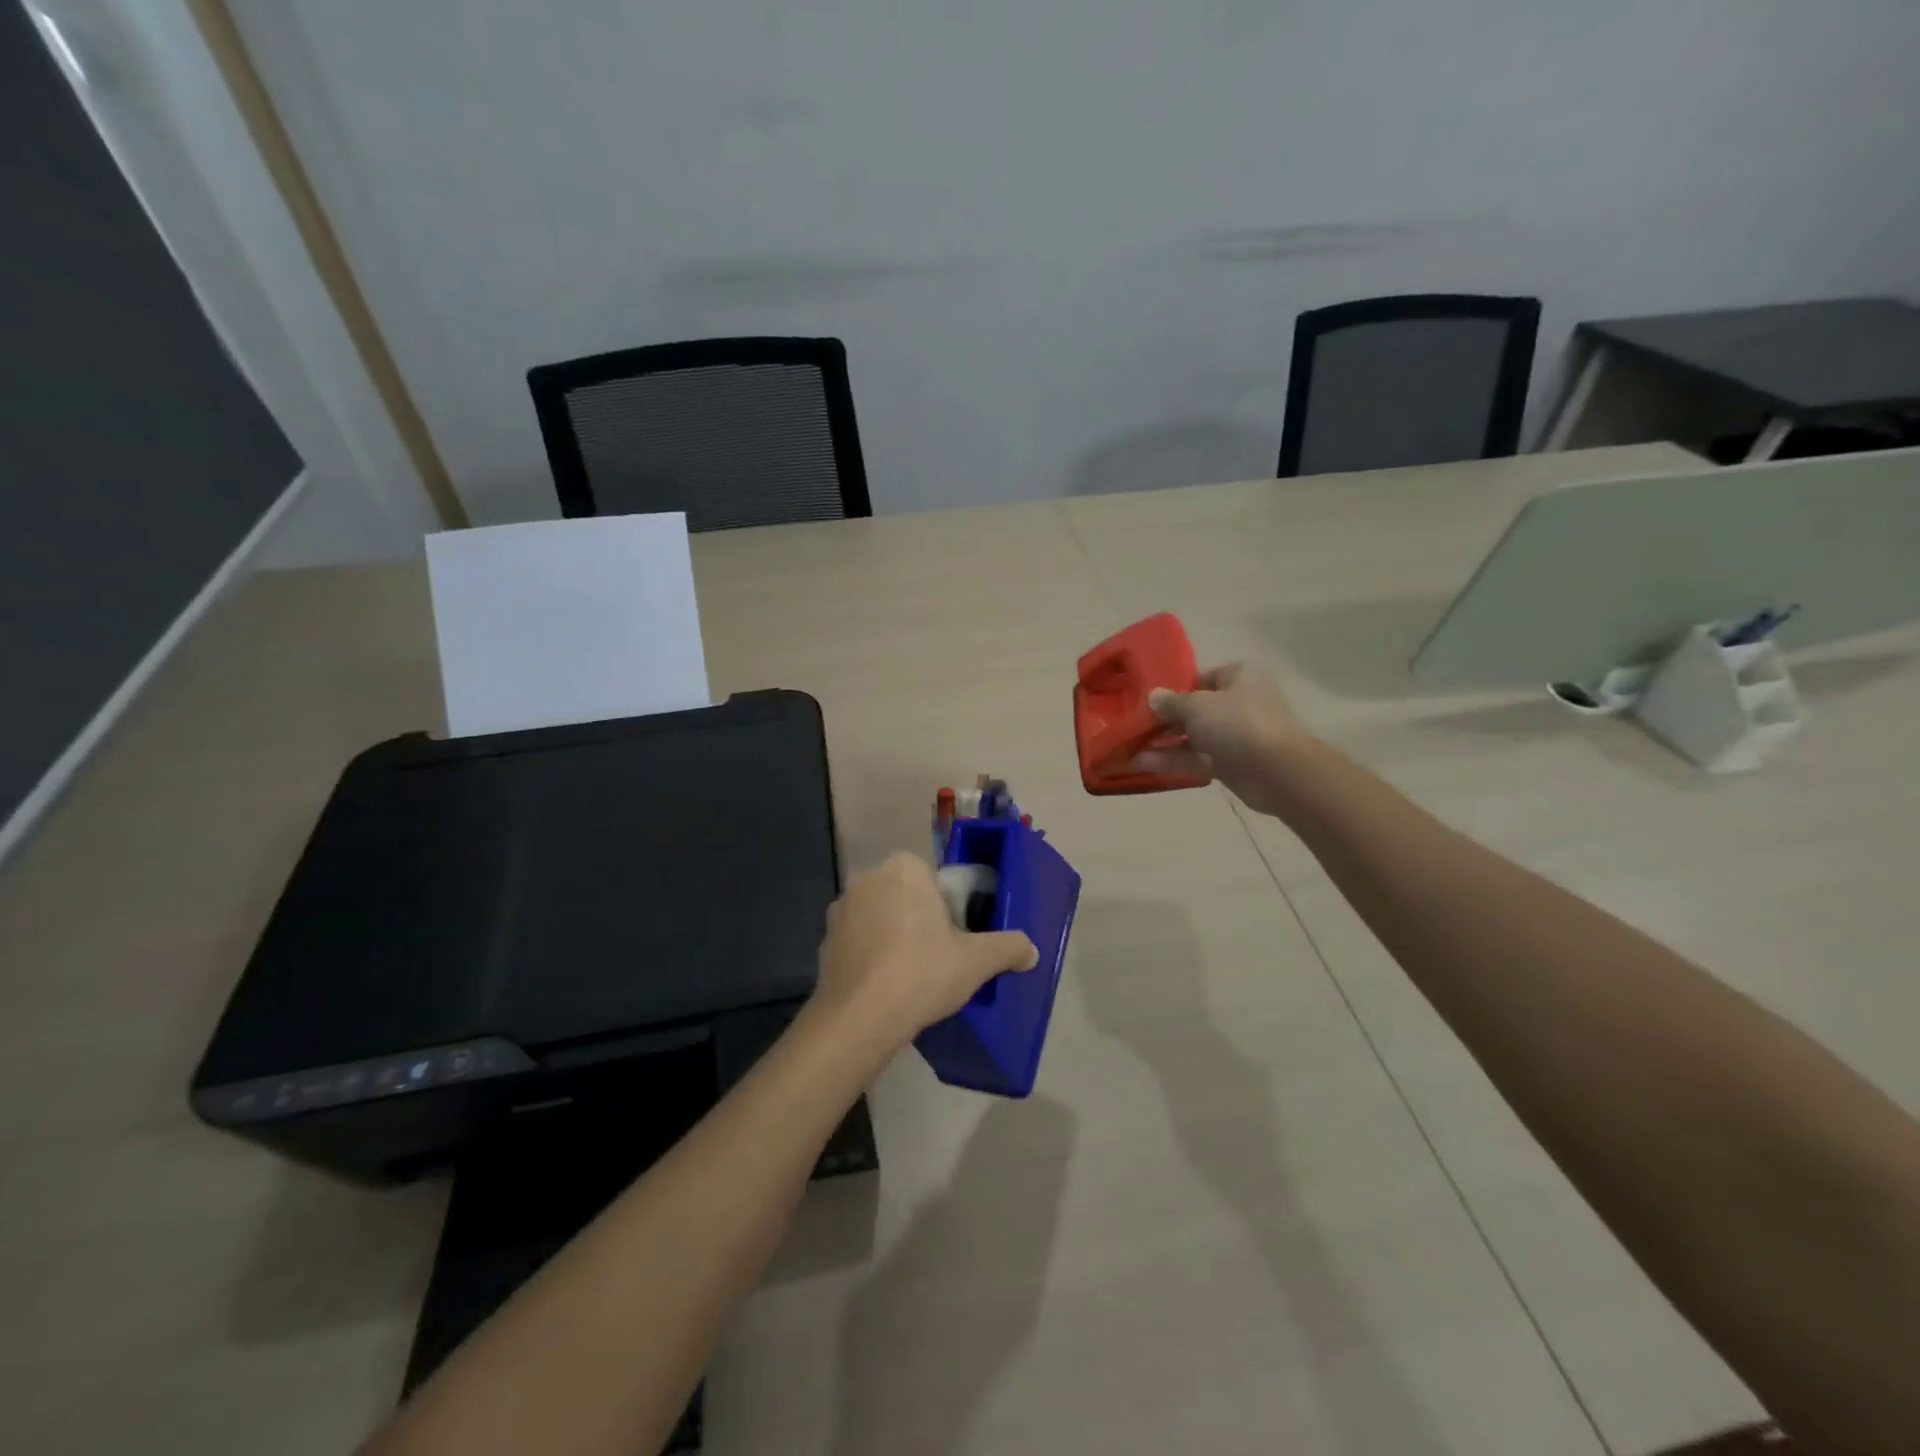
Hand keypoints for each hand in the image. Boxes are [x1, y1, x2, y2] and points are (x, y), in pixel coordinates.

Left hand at [812, 853, 1037, 1057]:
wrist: (859, 1018)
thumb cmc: (922, 973)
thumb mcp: (977, 961)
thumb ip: (1008, 947)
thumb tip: (1031, 951)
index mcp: (905, 868)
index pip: (934, 878)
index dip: (949, 908)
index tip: (956, 938)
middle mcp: (868, 878)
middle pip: (907, 895)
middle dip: (920, 920)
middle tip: (938, 958)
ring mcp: (841, 909)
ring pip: (881, 917)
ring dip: (894, 936)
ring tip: (910, 976)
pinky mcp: (824, 940)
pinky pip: (859, 941)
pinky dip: (871, 957)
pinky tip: (884, 986)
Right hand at [1133, 662, 1309, 817]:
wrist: (1278, 772)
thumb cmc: (1238, 723)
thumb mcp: (1197, 705)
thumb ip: (1171, 702)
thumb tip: (1152, 697)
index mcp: (1239, 676)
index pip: (1201, 677)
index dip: (1173, 687)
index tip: (1145, 698)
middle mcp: (1239, 703)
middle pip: (1194, 709)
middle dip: (1162, 719)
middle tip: (1131, 724)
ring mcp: (1235, 735)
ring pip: (1192, 736)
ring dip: (1161, 742)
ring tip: (1127, 747)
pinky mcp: (1230, 764)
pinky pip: (1195, 758)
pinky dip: (1171, 760)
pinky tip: (1139, 764)